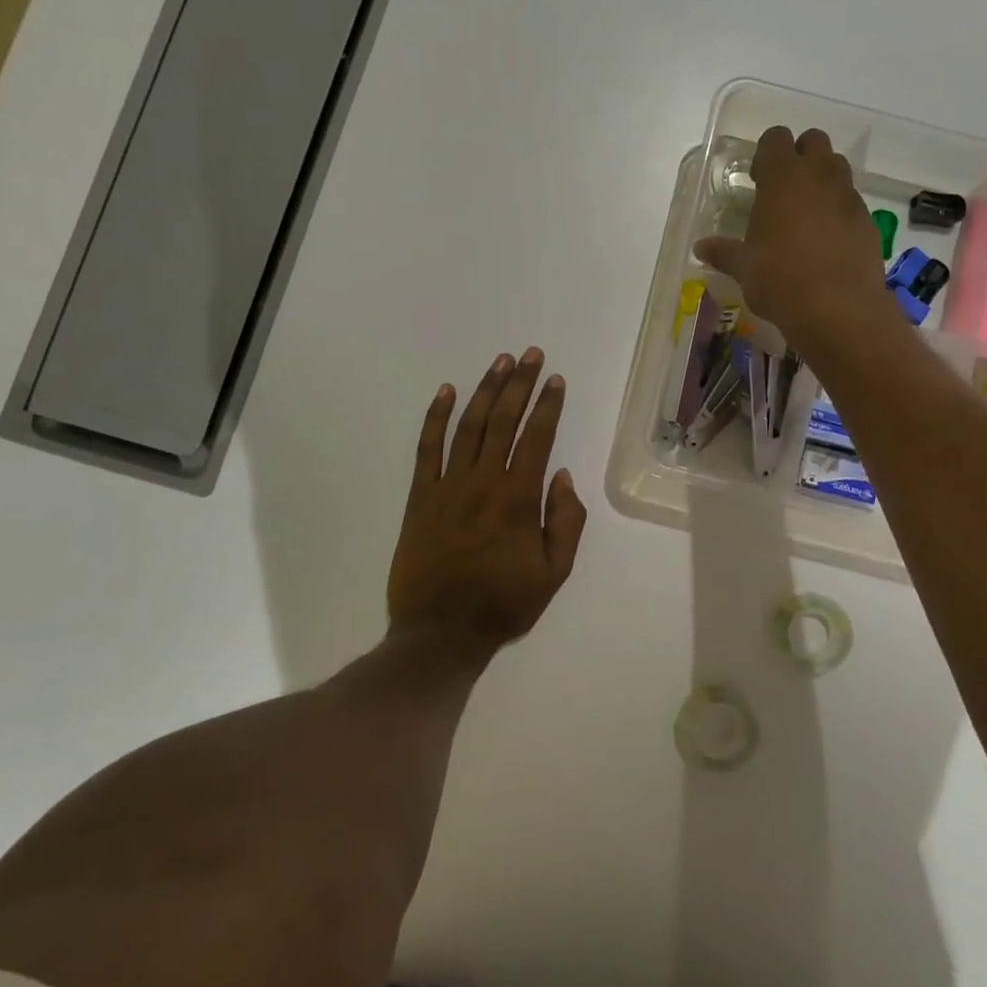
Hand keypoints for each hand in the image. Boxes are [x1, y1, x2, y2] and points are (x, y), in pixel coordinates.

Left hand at [387, 348, 588, 653]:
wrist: (439, 632)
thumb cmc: (503, 604)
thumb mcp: (554, 573)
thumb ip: (565, 521)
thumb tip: (562, 475)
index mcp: (518, 498)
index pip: (536, 437)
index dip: (548, 405)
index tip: (555, 379)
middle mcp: (483, 481)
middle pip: (503, 420)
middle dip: (520, 383)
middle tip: (530, 354)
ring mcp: (447, 485)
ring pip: (469, 426)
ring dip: (485, 390)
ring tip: (499, 362)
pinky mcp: (420, 496)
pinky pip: (427, 448)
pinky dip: (436, 417)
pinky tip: (446, 392)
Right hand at [695, 127, 895, 355]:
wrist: (837, 307)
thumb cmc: (779, 279)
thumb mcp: (744, 267)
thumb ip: (724, 252)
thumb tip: (701, 248)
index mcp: (783, 177)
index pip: (776, 138)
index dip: (766, 153)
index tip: (758, 179)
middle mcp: (818, 176)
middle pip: (814, 141)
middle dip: (800, 156)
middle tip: (784, 189)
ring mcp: (848, 196)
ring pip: (837, 168)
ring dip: (822, 179)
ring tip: (807, 213)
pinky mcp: (868, 220)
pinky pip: (852, 201)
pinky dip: (840, 210)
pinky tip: (827, 240)